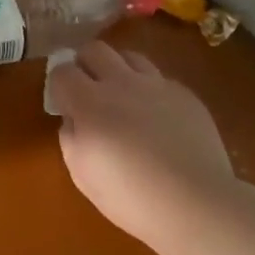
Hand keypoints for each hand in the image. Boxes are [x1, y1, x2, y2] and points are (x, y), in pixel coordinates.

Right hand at [47, 41, 236, 246]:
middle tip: (86, 88)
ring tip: (121, 94)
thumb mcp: (81, 173)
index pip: (63, 71)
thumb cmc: (130, 196)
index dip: (58, 83)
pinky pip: (159, 79)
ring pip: (130, 56)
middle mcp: (122, 83)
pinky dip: (149, 89)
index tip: (62, 101)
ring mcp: (157, 86)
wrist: (196, 204)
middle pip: (95, 49)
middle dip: (84, 63)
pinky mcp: (186, 95)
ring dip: (117, 69)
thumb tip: (73, 118)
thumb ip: (70, 136)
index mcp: (90, 102)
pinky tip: (155, 116)